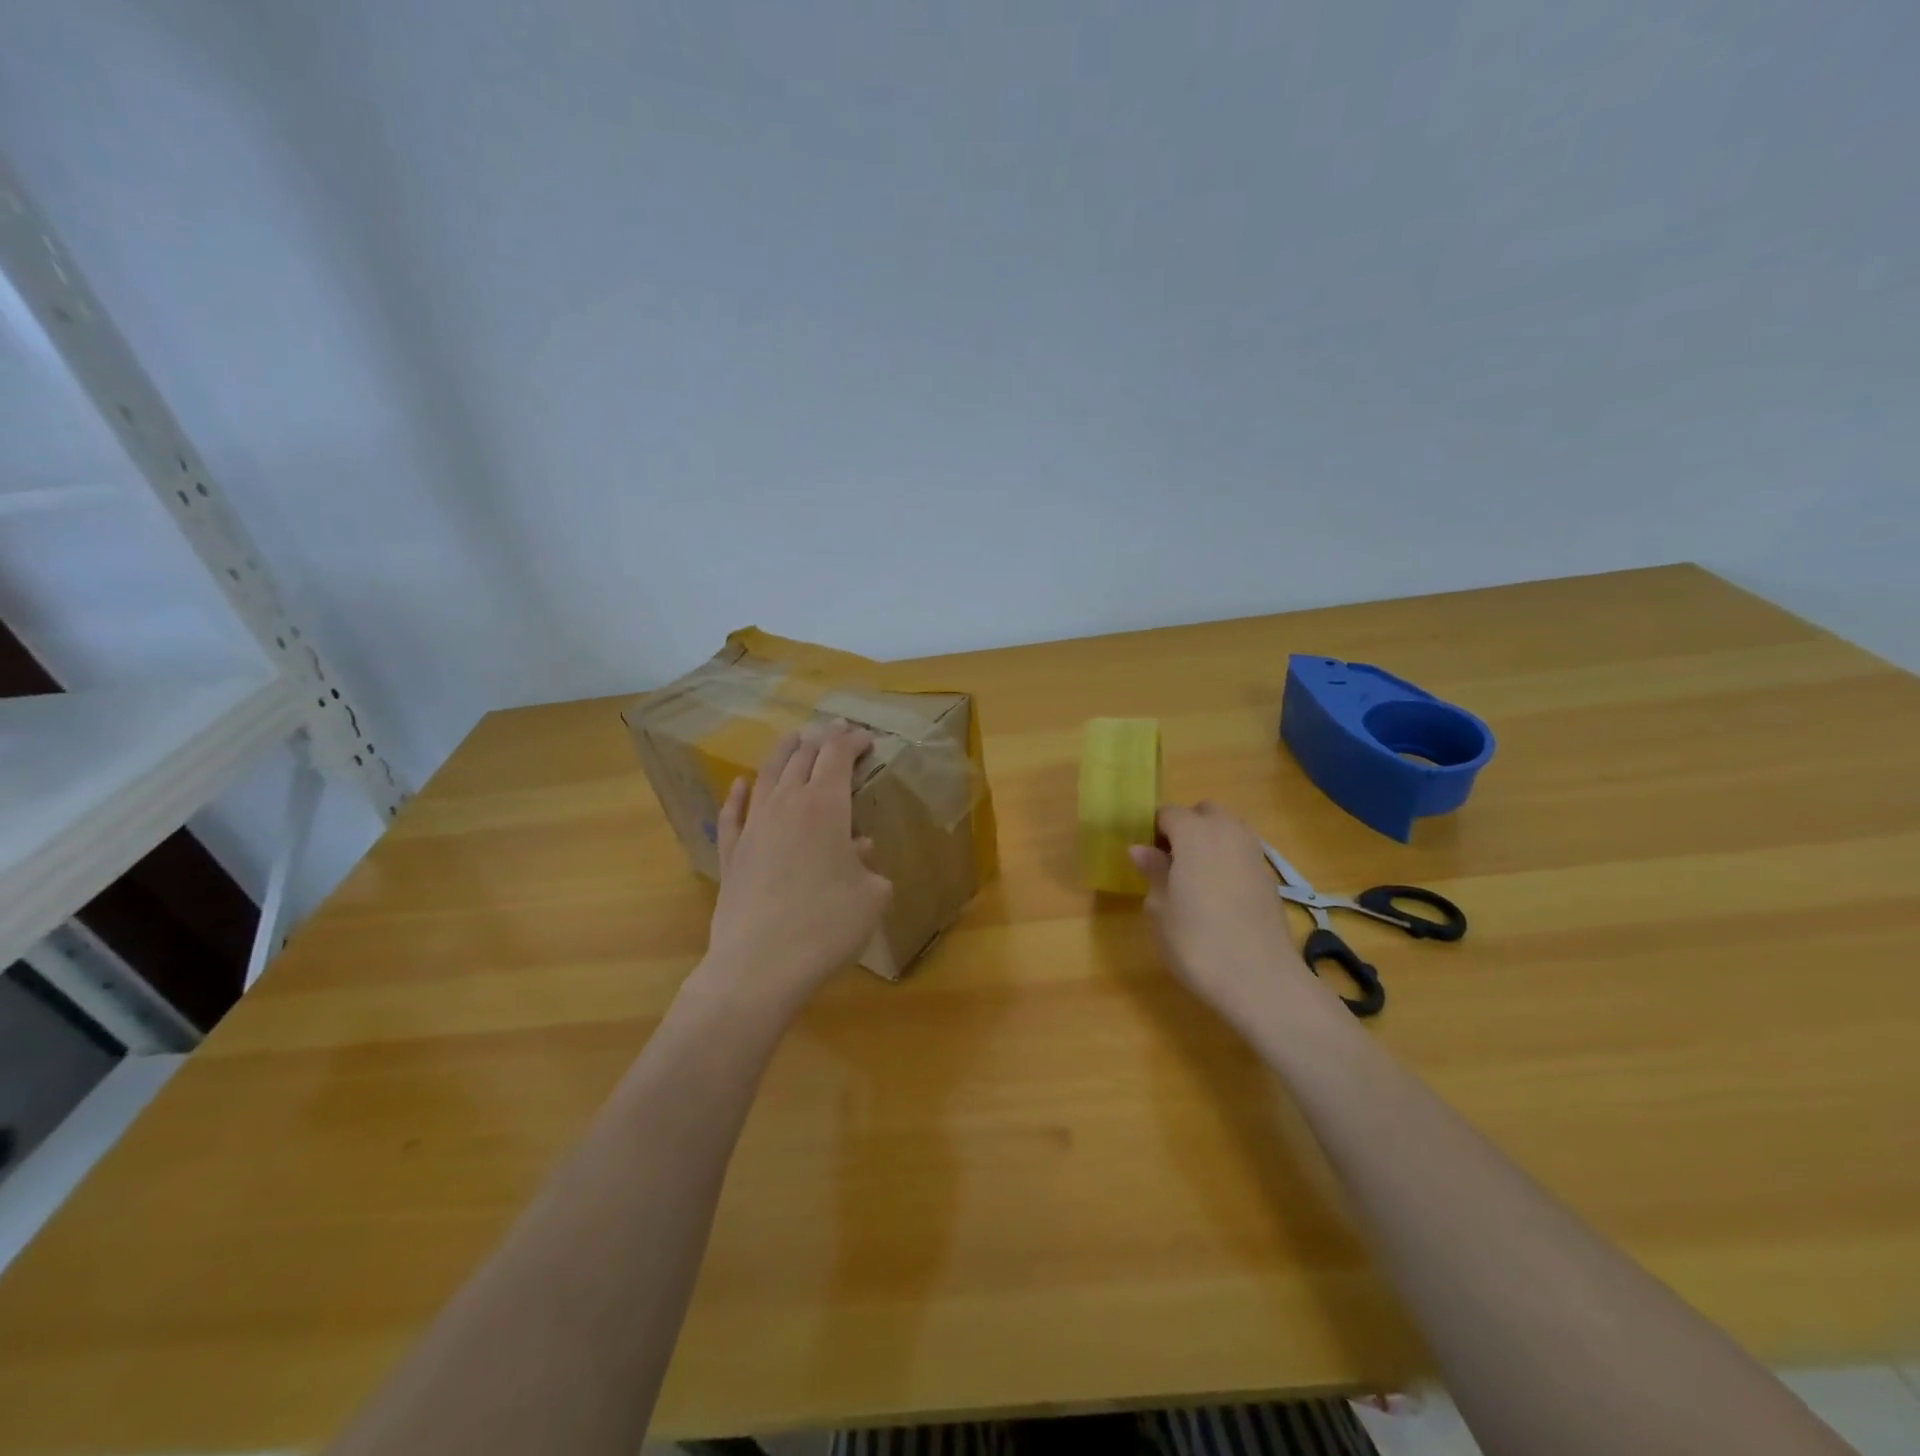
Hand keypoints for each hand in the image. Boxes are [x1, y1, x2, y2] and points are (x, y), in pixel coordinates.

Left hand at [702, 720, 892, 1009]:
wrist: (760, 965)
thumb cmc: (827, 926)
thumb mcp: (871, 896)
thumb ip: (870, 867)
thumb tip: (858, 851)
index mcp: (826, 806)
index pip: (837, 755)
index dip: (852, 740)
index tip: (866, 739)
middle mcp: (787, 805)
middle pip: (801, 757)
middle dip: (821, 739)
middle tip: (835, 733)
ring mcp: (753, 827)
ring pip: (767, 775)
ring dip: (782, 753)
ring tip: (793, 740)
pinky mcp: (730, 854)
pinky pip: (733, 814)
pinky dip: (738, 795)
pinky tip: (740, 785)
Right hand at [1128, 802, 1307, 1029]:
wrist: (1259, 979)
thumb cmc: (1196, 940)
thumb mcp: (1159, 908)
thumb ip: (1153, 871)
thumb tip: (1141, 849)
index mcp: (1194, 833)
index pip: (1168, 814)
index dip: (1153, 831)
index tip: (1144, 857)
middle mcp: (1227, 832)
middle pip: (1204, 812)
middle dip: (1186, 827)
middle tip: (1170, 861)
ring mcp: (1253, 853)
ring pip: (1228, 829)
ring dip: (1210, 841)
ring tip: (1193, 877)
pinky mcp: (1269, 878)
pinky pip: (1242, 853)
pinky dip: (1228, 861)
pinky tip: (1218, 894)